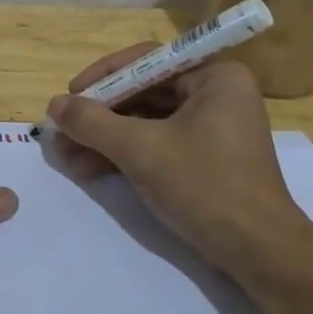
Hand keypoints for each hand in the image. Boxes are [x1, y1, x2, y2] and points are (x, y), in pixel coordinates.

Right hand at [46, 44, 312, 279]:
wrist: (259, 253)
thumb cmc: (205, 186)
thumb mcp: (141, 150)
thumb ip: (93, 123)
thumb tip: (53, 105)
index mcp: (215, 77)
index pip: (148, 60)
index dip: (104, 75)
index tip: (71, 94)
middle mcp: (216, 94)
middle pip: (144, 92)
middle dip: (100, 115)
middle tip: (61, 130)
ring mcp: (211, 128)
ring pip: (146, 122)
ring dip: (105, 138)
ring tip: (65, 155)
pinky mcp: (204, 159)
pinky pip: (156, 144)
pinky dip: (124, 154)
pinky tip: (88, 169)